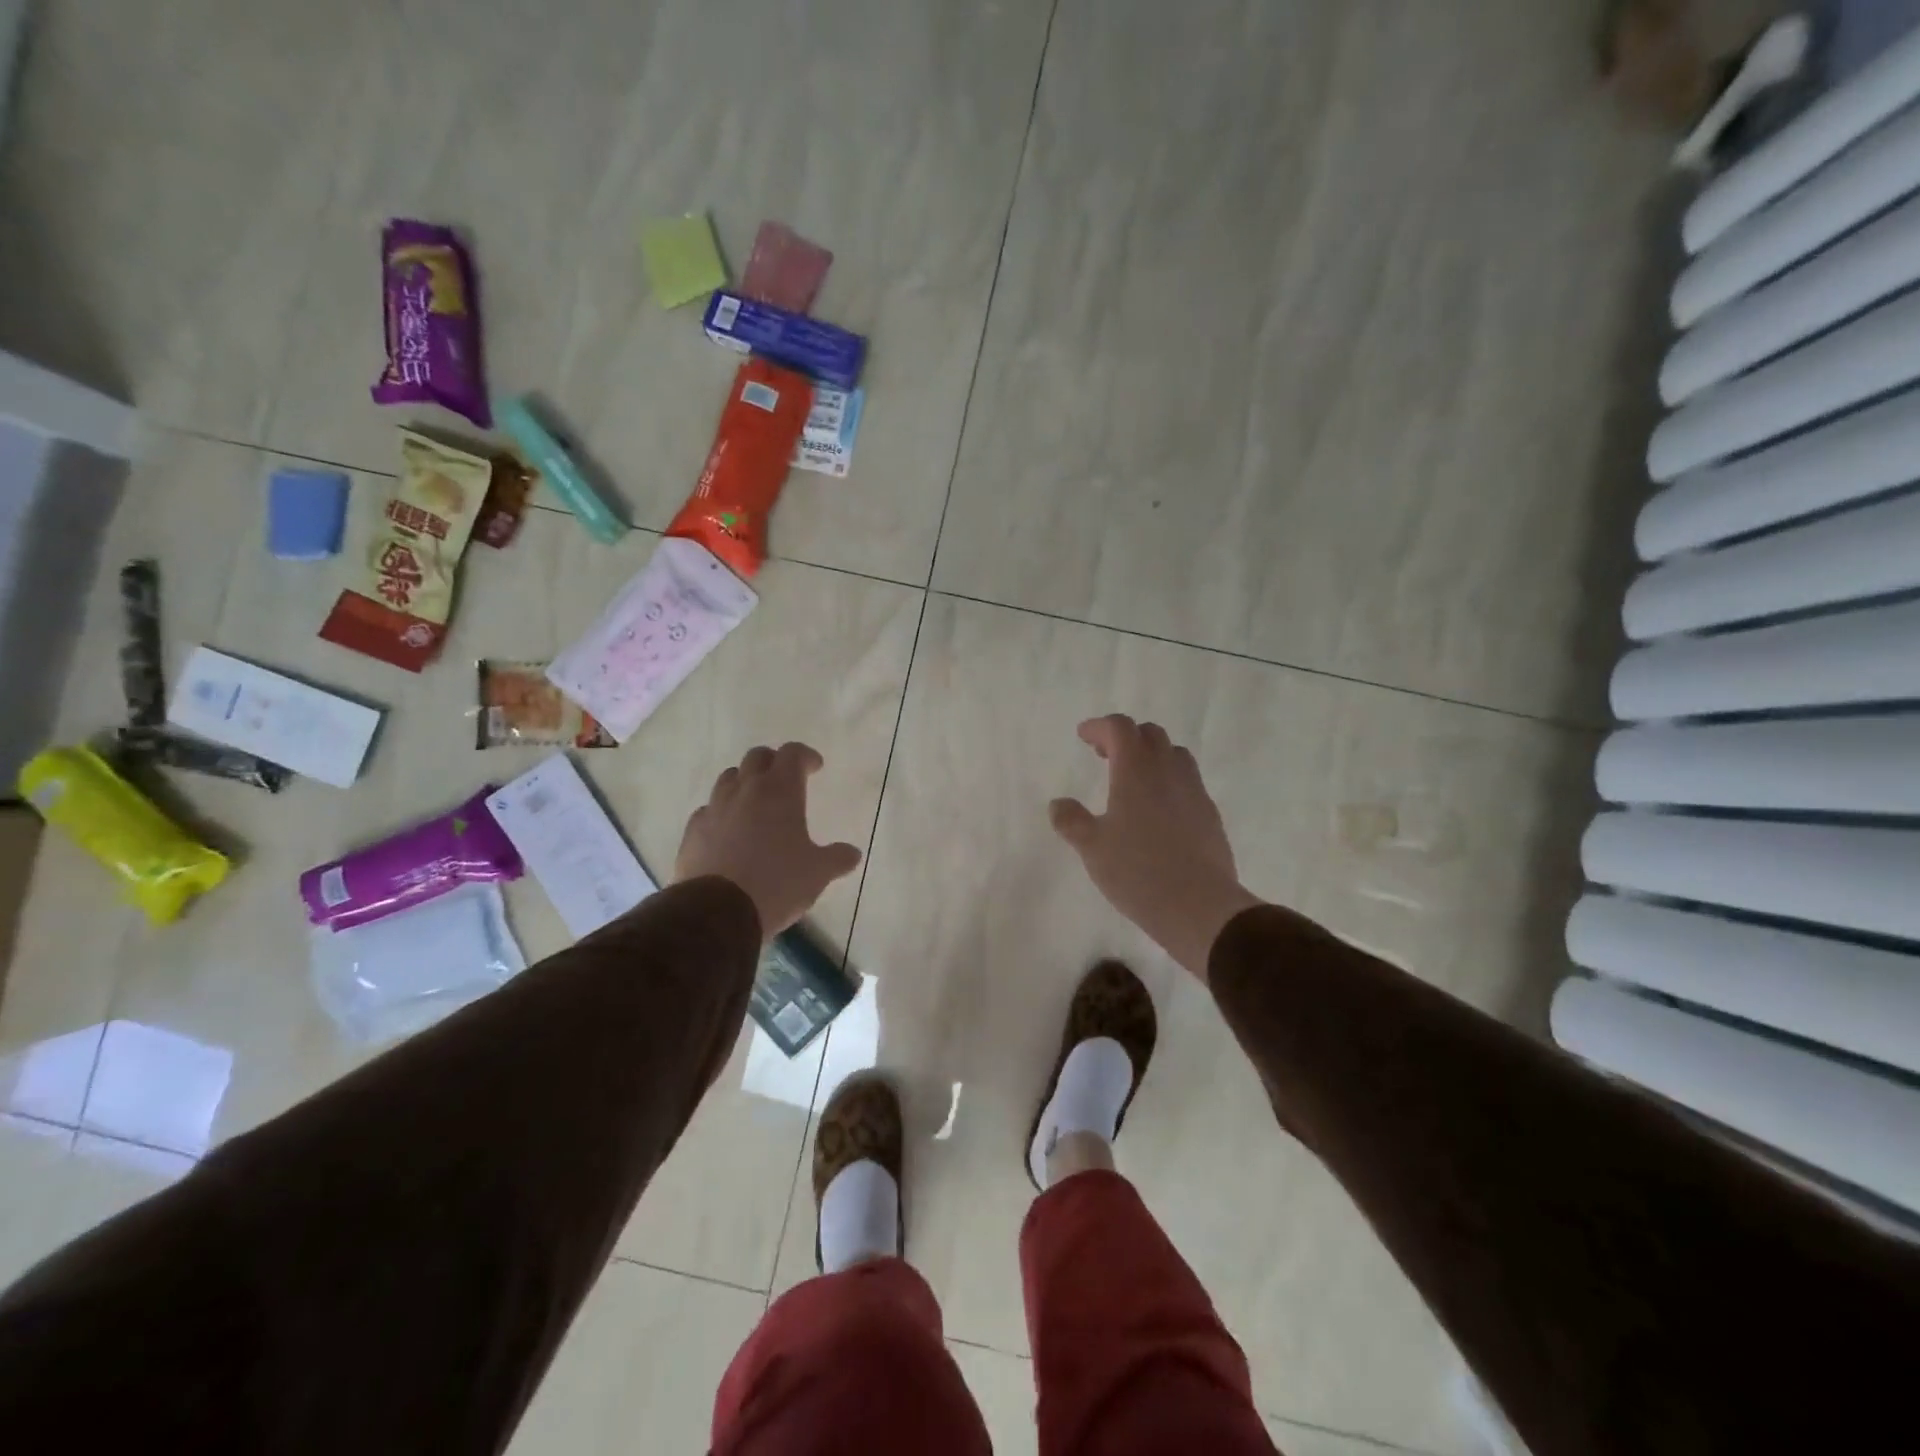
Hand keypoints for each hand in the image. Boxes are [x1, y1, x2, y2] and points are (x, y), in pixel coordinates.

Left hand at [674, 742, 861, 938]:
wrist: (717, 912)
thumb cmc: (777, 883)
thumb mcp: (817, 873)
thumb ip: (837, 858)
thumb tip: (853, 854)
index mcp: (780, 792)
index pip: (792, 754)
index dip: (805, 756)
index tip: (815, 768)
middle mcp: (745, 791)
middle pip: (757, 757)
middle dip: (773, 762)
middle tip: (785, 779)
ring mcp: (714, 809)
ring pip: (728, 779)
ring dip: (744, 783)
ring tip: (755, 803)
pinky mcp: (693, 831)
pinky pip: (708, 810)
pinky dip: (721, 812)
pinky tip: (728, 831)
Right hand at [1050, 715, 1262, 980]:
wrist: (1200, 906)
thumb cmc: (1138, 872)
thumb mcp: (1092, 848)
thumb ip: (1072, 821)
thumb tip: (1058, 804)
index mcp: (1136, 770)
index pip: (1120, 728)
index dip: (1099, 726)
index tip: (1083, 736)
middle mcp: (1168, 771)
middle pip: (1150, 734)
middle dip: (1126, 737)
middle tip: (1105, 756)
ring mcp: (1194, 791)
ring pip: (1174, 755)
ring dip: (1152, 756)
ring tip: (1133, 780)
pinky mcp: (1210, 815)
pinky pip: (1188, 783)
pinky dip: (1169, 782)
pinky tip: (1158, 811)